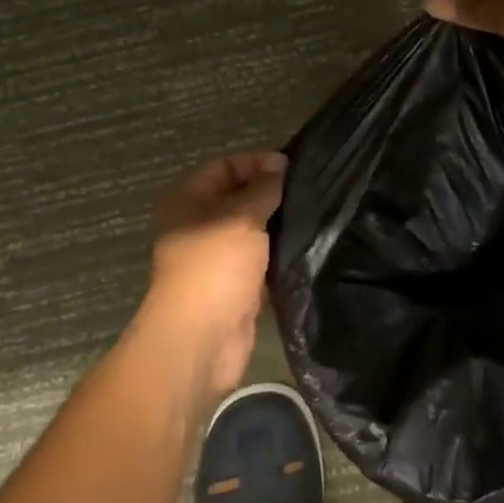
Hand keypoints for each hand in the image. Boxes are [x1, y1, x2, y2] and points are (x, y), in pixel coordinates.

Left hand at [136, 151, 287, 400]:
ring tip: (315, 216)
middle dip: (271, 194)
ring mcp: (215, 257)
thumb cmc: (215, 266)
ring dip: (277, 225)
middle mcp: (198, 225)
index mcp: (188, 200)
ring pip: (252, 230)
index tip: (294, 167)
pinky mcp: (234, 285)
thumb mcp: (242, 217)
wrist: (201, 339)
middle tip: (311, 191)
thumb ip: (264, 189)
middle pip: (238, 197)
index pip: (225, 166)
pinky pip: (260, 260)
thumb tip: (279, 164)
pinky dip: (279, 254)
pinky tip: (307, 247)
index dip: (257, 162)